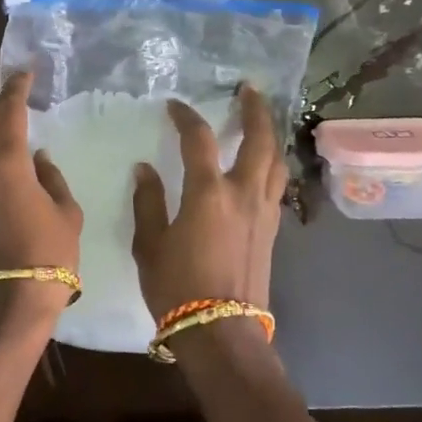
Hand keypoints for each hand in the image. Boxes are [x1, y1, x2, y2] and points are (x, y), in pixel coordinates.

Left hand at [0, 73, 81, 317]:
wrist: (6, 305)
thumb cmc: (47, 255)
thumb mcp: (66, 214)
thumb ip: (51, 178)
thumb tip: (37, 159)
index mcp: (4, 161)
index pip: (7, 109)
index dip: (16, 86)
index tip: (25, 74)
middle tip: (3, 116)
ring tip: (4, 151)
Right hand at [131, 83, 287, 318]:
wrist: (220, 331)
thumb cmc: (176, 287)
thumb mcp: (149, 244)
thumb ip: (148, 202)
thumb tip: (145, 169)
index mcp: (209, 192)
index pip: (199, 139)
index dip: (186, 117)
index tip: (175, 106)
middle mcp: (244, 193)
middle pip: (259, 139)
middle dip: (256, 110)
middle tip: (249, 90)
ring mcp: (264, 212)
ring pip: (276, 162)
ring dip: (270, 135)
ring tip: (261, 122)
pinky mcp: (272, 230)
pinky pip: (276, 185)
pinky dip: (271, 165)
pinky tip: (261, 166)